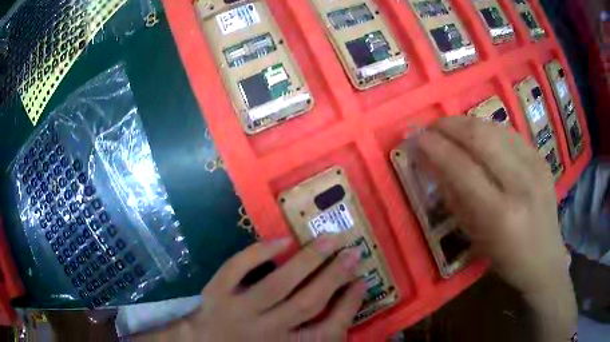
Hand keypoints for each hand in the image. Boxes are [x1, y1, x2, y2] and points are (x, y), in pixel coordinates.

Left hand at [142, 235, 365, 340]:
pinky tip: (282, 240)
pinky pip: (237, 269)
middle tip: (353, 252)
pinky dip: (258, 253)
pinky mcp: (216, 293)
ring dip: (307, 260)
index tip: (362, 281)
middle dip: (335, 276)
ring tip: (329, 239)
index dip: (349, 305)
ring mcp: (239, 311)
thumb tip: (343, 301)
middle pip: (307, 303)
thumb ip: (313, 333)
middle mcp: (266, 331)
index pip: (328, 330)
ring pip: (278, 284)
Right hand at [414, 116, 575, 340]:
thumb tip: (432, 163)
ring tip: (450, 128)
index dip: (434, 147)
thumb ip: (454, 197)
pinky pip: (509, 133)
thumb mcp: (474, 237)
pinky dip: (487, 129)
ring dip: (466, 123)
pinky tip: (478, 136)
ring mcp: (535, 166)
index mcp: (500, 215)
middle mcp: (520, 184)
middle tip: (431, 127)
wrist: (545, 257)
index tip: (415, 138)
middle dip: (449, 125)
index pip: (461, 168)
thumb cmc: (505, 257)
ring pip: (494, 128)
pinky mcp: (541, 157)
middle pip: (480, 137)